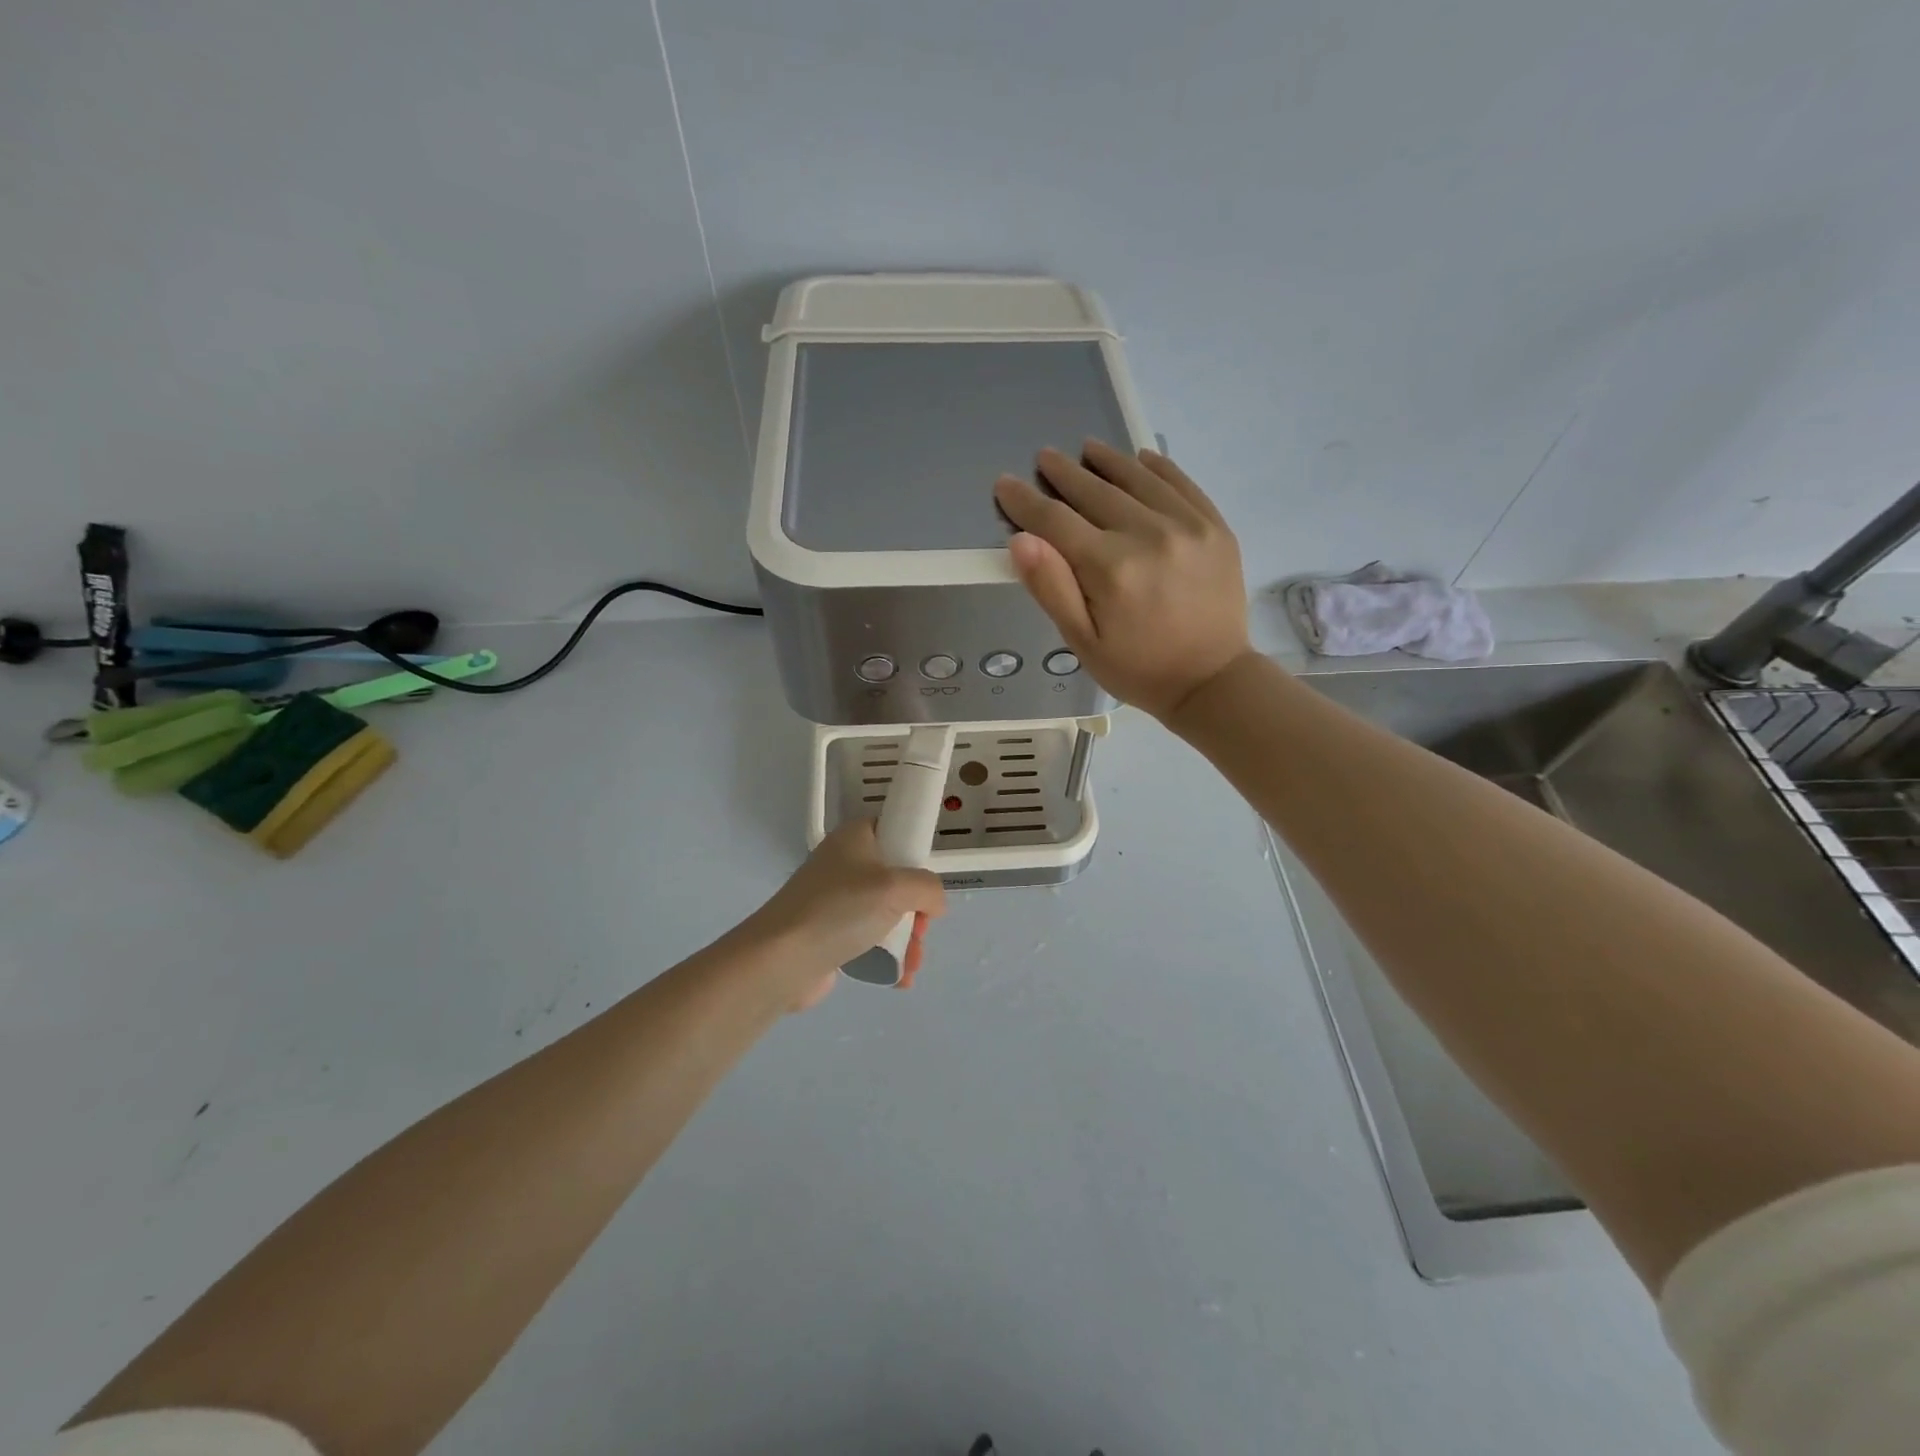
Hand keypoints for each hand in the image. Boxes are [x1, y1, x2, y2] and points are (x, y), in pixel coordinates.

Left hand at [742, 820, 947, 1009]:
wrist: (781, 959)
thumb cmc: (840, 910)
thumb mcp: (896, 888)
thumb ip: (928, 888)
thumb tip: (935, 904)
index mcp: (856, 837)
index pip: (894, 831)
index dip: (916, 856)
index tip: (926, 884)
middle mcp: (845, 863)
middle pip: (897, 879)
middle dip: (918, 911)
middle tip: (921, 931)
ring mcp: (836, 900)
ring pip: (887, 913)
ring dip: (907, 939)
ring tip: (911, 964)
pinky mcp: (830, 933)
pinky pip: (870, 939)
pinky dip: (887, 956)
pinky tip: (899, 978)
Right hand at [994, 440, 1253, 719]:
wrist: (1212, 681)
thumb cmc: (1138, 668)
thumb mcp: (1083, 642)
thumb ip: (1051, 588)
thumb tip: (1021, 539)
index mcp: (1110, 568)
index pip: (1055, 521)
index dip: (1025, 501)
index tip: (1005, 484)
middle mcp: (1148, 535)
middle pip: (1095, 492)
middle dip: (1064, 474)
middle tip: (1045, 457)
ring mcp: (1187, 526)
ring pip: (1138, 479)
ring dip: (1108, 461)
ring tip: (1087, 448)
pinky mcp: (1215, 527)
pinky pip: (1181, 484)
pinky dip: (1158, 468)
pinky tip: (1141, 459)